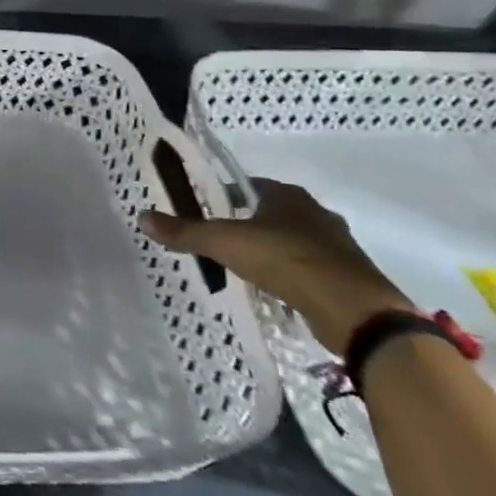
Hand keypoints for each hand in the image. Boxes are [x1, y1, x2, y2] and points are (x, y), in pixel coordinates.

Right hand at [140, 179, 410, 351]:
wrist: (353, 310)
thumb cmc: (285, 260)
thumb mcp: (225, 243)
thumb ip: (185, 232)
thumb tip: (142, 217)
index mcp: (286, 195)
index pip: (247, 185)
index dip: (224, 196)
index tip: (204, 211)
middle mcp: (314, 213)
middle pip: (270, 213)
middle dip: (246, 225)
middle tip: (219, 242)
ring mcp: (335, 245)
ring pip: (292, 241)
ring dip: (270, 252)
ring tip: (243, 269)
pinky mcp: (347, 276)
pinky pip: (309, 269)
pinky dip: (291, 276)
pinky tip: (275, 291)